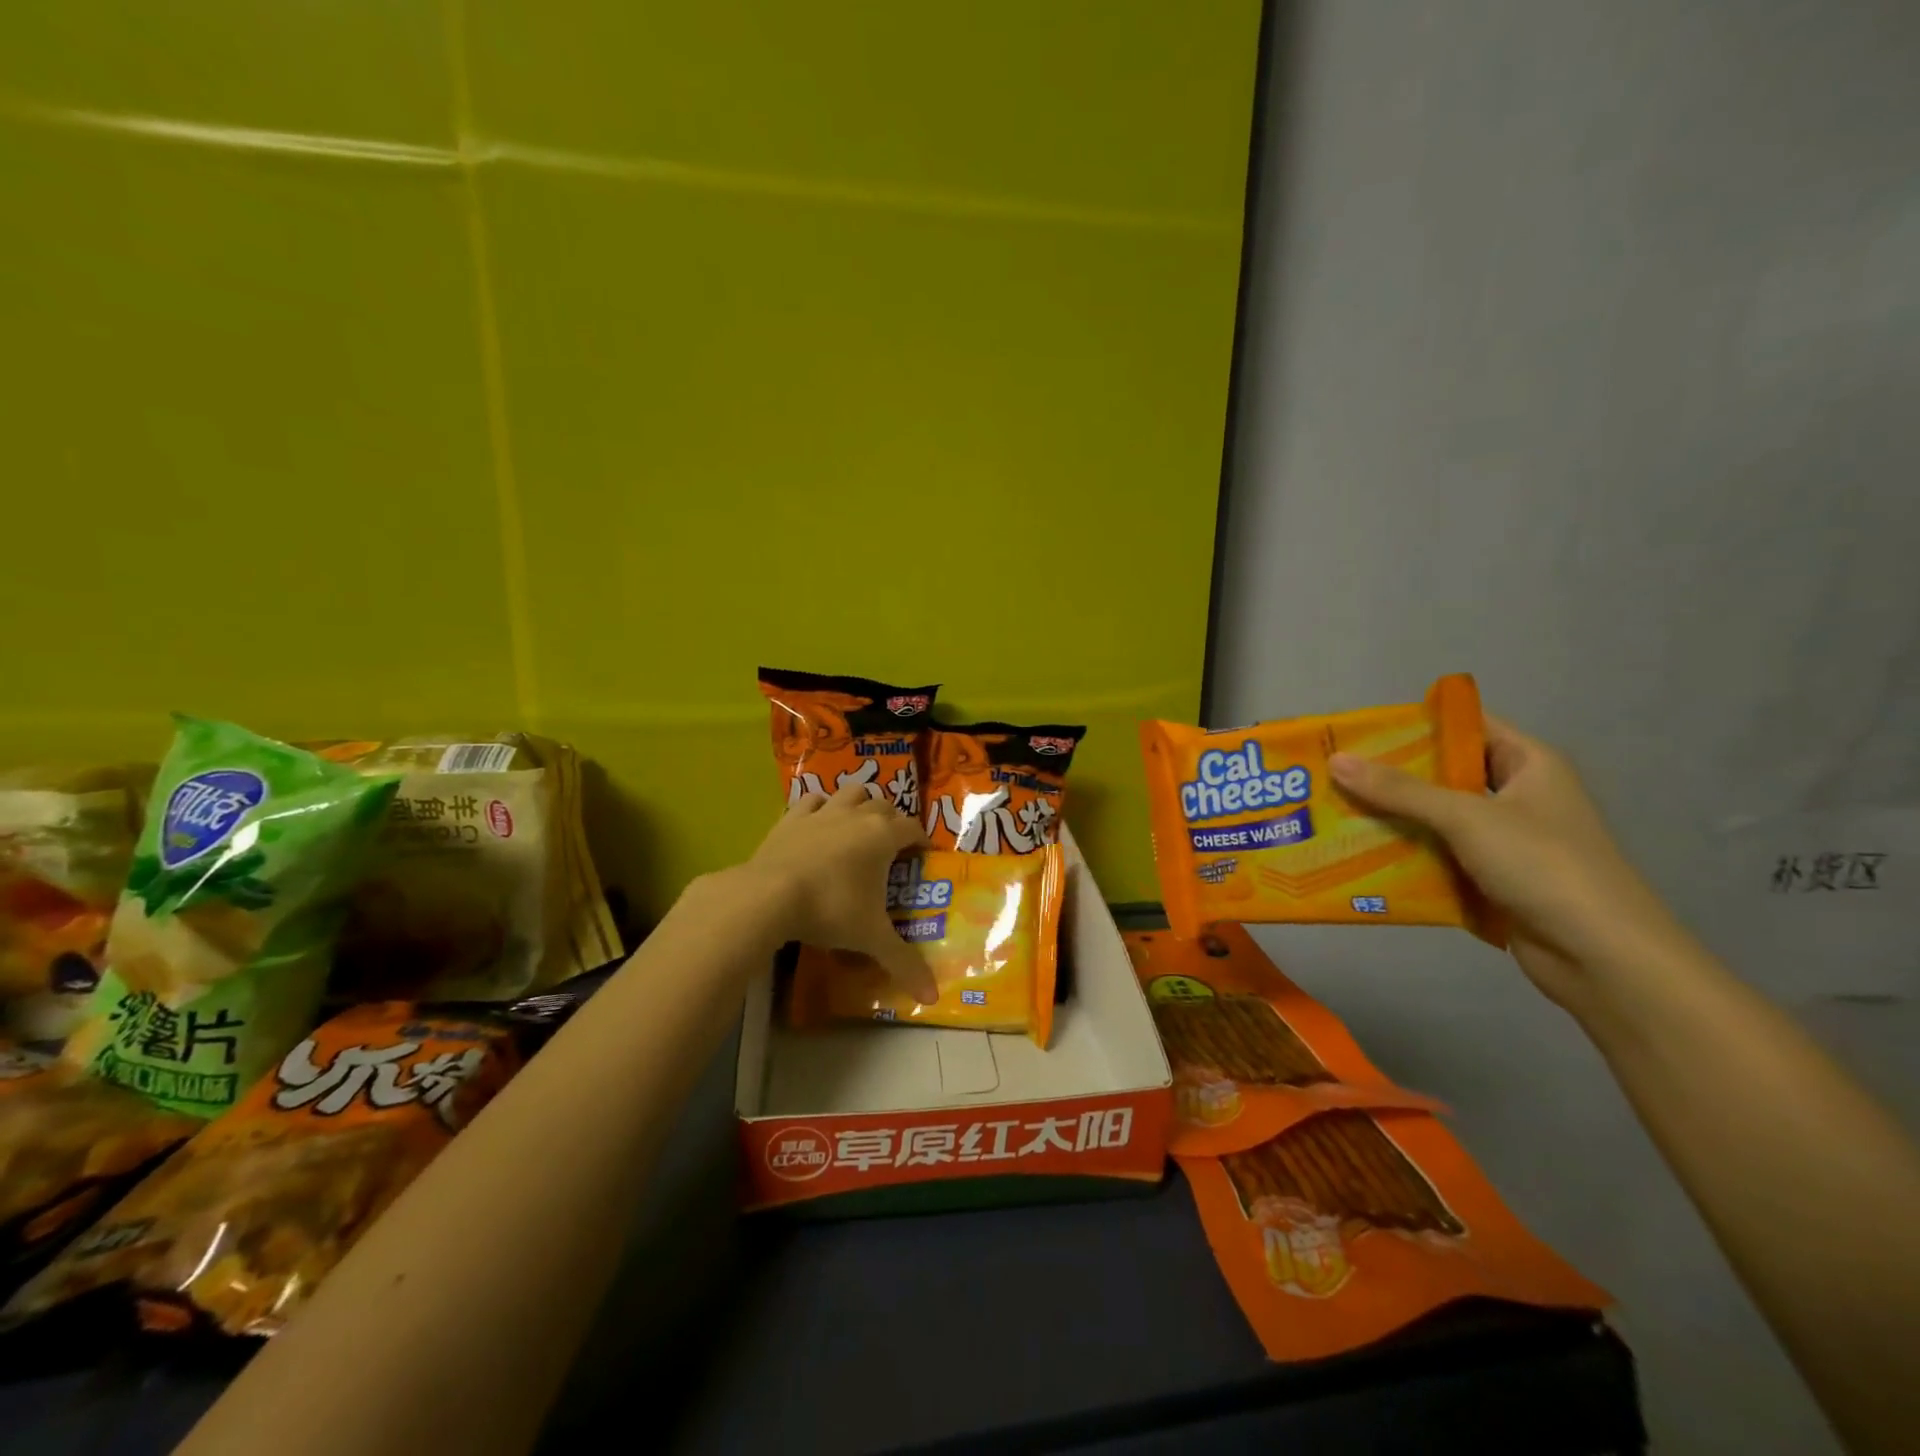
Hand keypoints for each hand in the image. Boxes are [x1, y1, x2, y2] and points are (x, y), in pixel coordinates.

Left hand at [739, 781, 936, 1004]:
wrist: (769, 896)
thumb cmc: (831, 910)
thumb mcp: (871, 938)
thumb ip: (903, 963)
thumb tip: (932, 997)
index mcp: (883, 837)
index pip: (912, 828)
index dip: (921, 839)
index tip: (923, 855)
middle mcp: (857, 816)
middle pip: (884, 805)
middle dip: (892, 820)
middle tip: (892, 845)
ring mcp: (822, 813)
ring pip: (850, 792)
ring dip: (859, 803)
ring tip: (858, 824)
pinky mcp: (791, 818)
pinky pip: (811, 801)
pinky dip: (820, 807)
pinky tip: (818, 821)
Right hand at [1328, 718, 1688, 1009]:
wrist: (1602, 957)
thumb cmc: (1544, 867)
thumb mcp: (1467, 818)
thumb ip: (1400, 790)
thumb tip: (1336, 760)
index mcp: (1528, 764)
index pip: (1466, 726)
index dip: (1415, 724)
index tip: (1359, 731)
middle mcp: (1517, 796)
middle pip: (1444, 774)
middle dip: (1390, 776)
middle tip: (1333, 774)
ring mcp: (1506, 841)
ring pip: (1437, 819)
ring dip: (1393, 819)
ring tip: (1335, 813)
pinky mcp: (1493, 880)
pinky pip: (1439, 857)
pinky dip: (1406, 856)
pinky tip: (1360, 857)